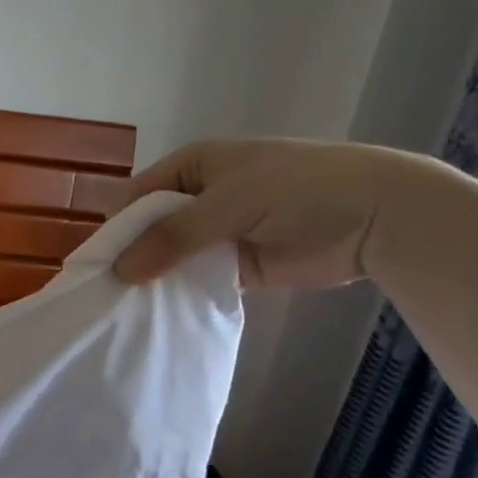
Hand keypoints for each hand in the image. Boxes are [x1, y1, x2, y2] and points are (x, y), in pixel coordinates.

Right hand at [113, 139, 424, 288]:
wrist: (377, 214)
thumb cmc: (294, 189)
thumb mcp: (225, 203)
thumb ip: (171, 237)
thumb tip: (120, 270)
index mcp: (194, 165)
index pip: (139, 194)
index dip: (118, 225)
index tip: (100, 262)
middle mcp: (201, 196)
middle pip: (153, 226)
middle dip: (135, 253)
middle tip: (110, 291)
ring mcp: (222, 231)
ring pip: (175, 255)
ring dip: (158, 276)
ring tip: (129, 307)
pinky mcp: (241, 265)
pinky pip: (200, 278)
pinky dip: (185, 292)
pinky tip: (163, 312)